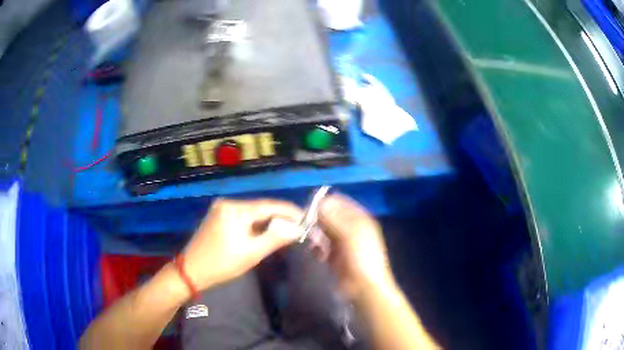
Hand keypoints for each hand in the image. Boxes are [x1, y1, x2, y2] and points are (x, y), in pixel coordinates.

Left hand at [182, 199, 302, 290]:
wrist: (191, 270)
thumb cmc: (222, 264)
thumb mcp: (252, 253)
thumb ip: (275, 238)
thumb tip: (298, 229)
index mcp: (235, 209)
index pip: (269, 205)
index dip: (289, 211)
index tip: (306, 218)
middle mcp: (228, 203)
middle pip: (260, 207)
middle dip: (279, 217)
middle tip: (297, 227)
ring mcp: (221, 208)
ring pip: (252, 212)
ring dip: (267, 221)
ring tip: (285, 230)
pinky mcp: (218, 216)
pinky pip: (242, 216)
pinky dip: (255, 224)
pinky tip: (264, 232)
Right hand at [318, 194, 395, 299]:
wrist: (364, 289)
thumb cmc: (361, 259)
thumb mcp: (350, 235)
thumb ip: (335, 219)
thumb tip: (321, 202)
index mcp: (359, 220)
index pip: (340, 203)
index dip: (326, 203)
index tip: (310, 207)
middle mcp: (350, 229)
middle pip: (330, 217)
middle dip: (318, 219)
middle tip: (306, 224)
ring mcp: (342, 244)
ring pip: (324, 231)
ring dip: (316, 233)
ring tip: (311, 239)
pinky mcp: (334, 257)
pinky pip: (321, 247)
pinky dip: (316, 247)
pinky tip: (314, 251)